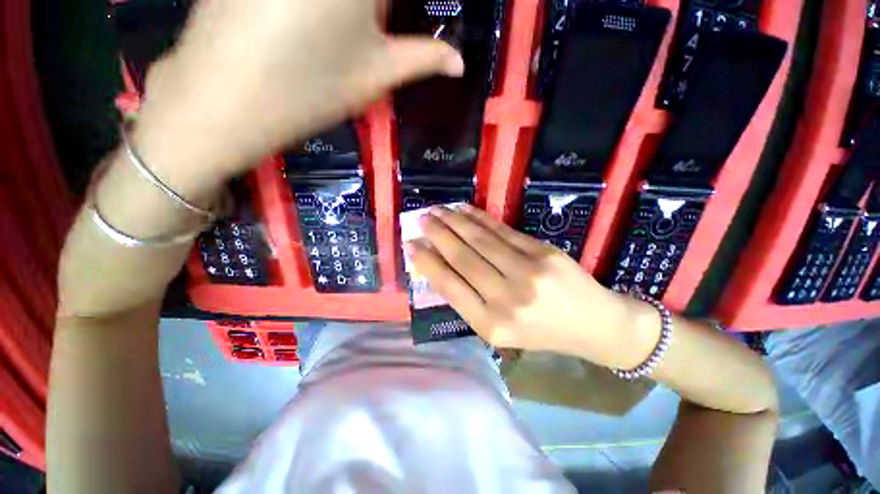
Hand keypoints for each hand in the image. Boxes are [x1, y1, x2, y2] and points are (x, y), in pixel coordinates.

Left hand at [132, 0, 463, 193]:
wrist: (223, 99)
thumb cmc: (309, 91)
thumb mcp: (376, 76)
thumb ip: (423, 59)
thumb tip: (459, 63)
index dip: (404, 7)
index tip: (394, 26)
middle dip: (379, 9)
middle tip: (380, 24)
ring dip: (361, 10)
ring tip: (360, 27)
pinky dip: (330, 8)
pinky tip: (324, 22)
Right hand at [407, 205, 659, 368]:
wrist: (594, 325)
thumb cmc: (541, 332)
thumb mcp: (500, 330)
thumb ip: (469, 300)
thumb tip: (439, 267)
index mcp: (491, 325)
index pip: (449, 286)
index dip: (427, 263)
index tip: (411, 246)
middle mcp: (506, 298)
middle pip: (463, 258)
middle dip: (438, 236)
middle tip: (421, 219)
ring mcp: (527, 272)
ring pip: (480, 240)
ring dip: (455, 222)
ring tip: (437, 211)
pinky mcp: (543, 252)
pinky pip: (502, 231)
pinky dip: (480, 219)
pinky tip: (464, 210)